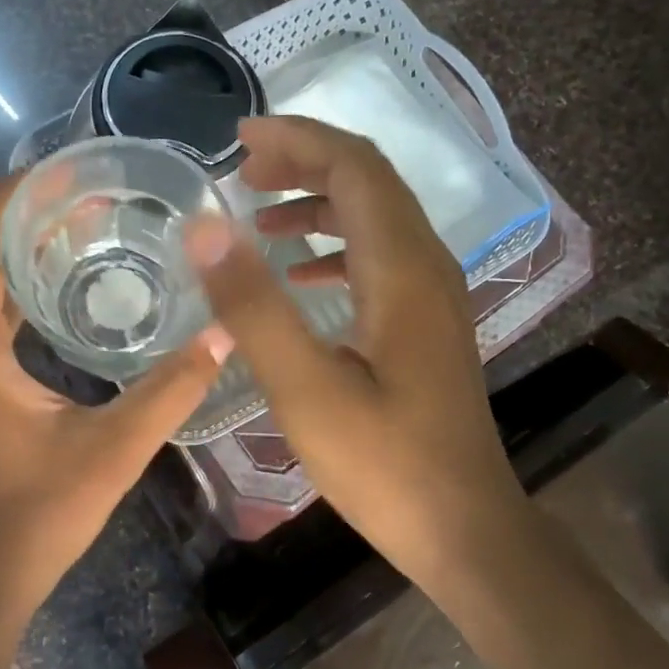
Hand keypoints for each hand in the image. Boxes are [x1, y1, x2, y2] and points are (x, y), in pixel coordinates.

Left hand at [0, 174, 230, 622]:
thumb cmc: (36, 515)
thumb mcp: (113, 450)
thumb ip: (171, 390)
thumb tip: (225, 334)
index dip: (14, 194)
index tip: (69, 172)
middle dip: (29, 214)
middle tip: (96, 199)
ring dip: (23, 248)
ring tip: (88, 228)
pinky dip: (18, 285)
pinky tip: (67, 287)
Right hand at [185, 117, 520, 592]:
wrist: (464, 529)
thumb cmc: (383, 463)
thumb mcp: (305, 388)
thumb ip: (253, 305)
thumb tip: (204, 228)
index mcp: (402, 266)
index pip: (355, 166)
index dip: (298, 139)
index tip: (239, 140)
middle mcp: (427, 264)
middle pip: (369, 180)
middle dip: (304, 160)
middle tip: (242, 170)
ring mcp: (433, 293)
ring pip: (375, 216)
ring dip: (318, 201)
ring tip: (259, 214)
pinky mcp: (427, 321)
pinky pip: (379, 255)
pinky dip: (335, 244)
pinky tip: (300, 272)